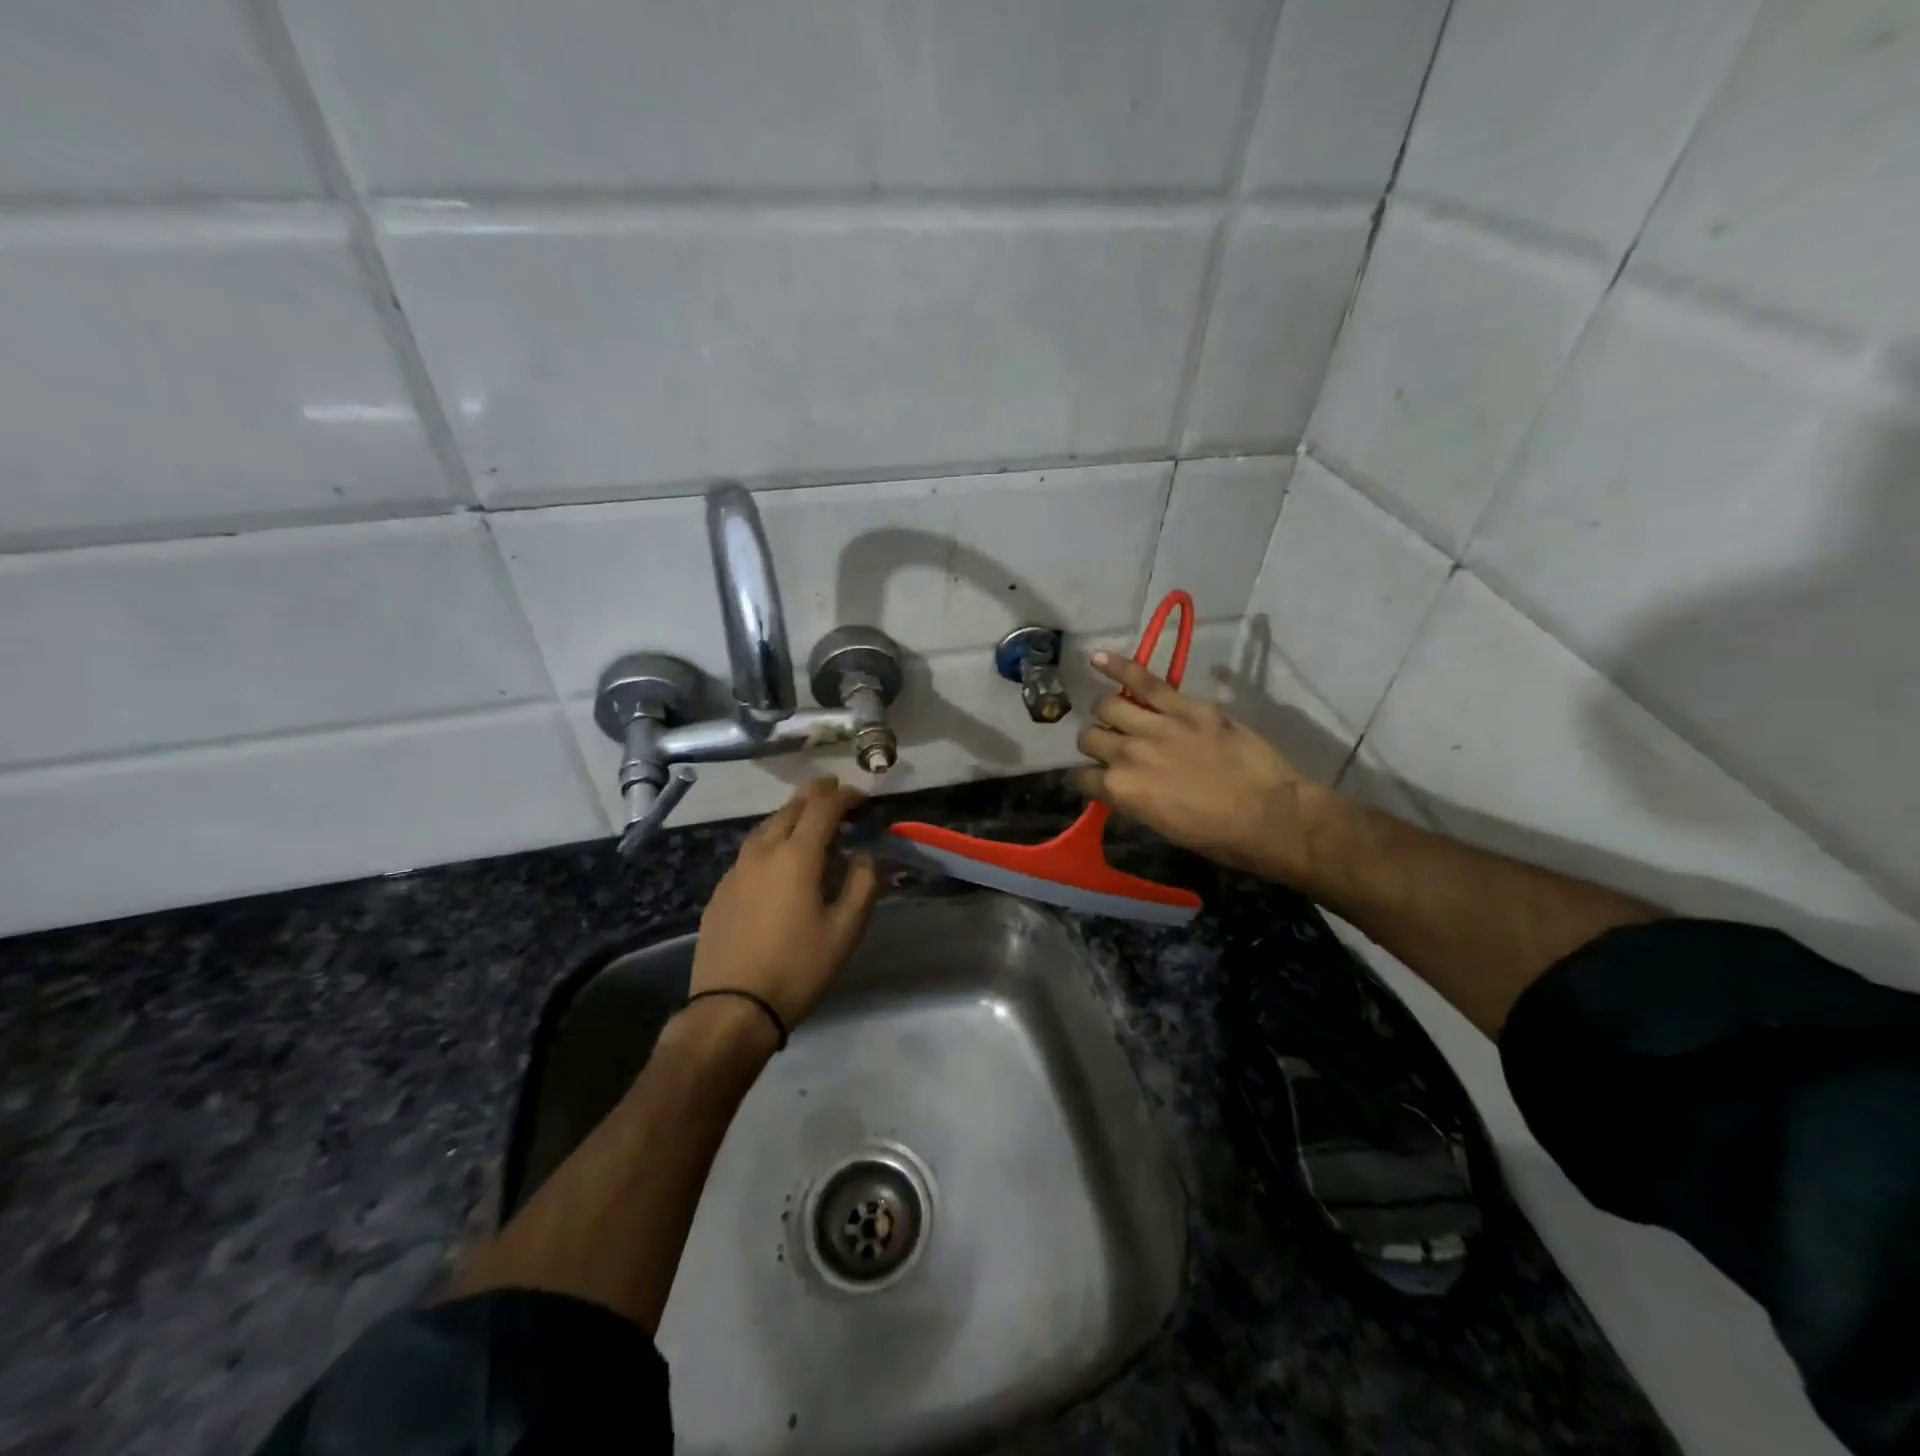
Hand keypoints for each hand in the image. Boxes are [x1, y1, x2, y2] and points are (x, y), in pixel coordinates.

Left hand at [688, 778, 879, 1033]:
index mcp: (797, 856)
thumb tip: (866, 856)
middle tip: (836, 794)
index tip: (862, 798)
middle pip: (790, 808)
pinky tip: (776, 860)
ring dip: (790, 815)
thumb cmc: (798, 968)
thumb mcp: (845, 930)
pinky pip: (750, 851)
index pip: (823, 808)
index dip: (845, 796)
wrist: (732, 1008)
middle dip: (816, 795)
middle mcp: (763, 852)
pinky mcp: (721, 891)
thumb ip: (862, 885)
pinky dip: (770, 841)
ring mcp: (736, 870)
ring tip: (808, 820)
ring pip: (765, 826)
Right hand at [1072, 652, 1328, 878]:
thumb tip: (1121, 785)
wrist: (1269, 815)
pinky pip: (1143, 680)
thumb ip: (1132, 799)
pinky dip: (1118, 666)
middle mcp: (1126, 754)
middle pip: (1090, 738)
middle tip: (1111, 746)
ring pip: (1108, 706)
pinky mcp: (1183, 706)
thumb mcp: (1160, 826)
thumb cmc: (1216, 835)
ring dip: (1107, 713)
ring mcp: (1154, 725)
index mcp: (1120, 790)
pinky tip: (1098, 658)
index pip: (1082, 777)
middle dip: (1096, 743)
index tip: (1099, 779)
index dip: (1089, 778)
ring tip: (1117, 713)